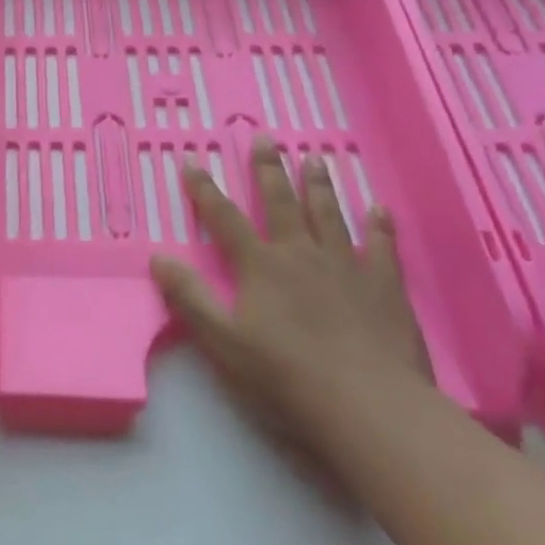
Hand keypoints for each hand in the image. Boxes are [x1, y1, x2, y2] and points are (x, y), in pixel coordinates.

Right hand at [148, 136, 431, 435]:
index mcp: (261, 266)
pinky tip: (379, 209)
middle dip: (268, 169)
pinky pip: (383, 248)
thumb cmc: (286, 376)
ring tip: (315, 159)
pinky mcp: (386, 288)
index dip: (205, 191)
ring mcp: (347, 268)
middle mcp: (301, 255)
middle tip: (265, 138)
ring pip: (330, 215)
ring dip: (319, 186)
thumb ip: (189, 298)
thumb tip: (158, 257)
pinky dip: (380, 227)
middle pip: (281, 203)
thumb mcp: (222, 342)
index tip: (192, 162)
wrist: (369, 406)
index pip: (225, 219)